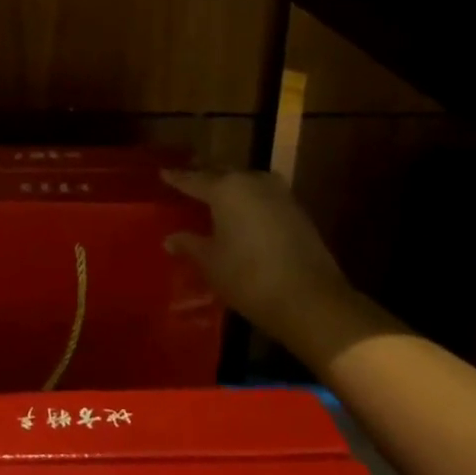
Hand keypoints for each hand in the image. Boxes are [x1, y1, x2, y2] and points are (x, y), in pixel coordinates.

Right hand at [162, 168, 349, 338]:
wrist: (312, 301)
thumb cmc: (249, 278)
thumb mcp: (211, 263)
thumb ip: (189, 245)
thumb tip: (170, 238)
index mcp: (226, 189)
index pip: (194, 179)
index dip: (177, 178)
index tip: (163, 173)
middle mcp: (253, 183)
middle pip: (223, 174)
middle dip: (205, 177)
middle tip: (189, 181)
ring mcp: (280, 196)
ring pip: (247, 182)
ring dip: (231, 187)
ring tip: (216, 196)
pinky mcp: (298, 212)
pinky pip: (265, 197)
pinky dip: (250, 201)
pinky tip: (243, 214)